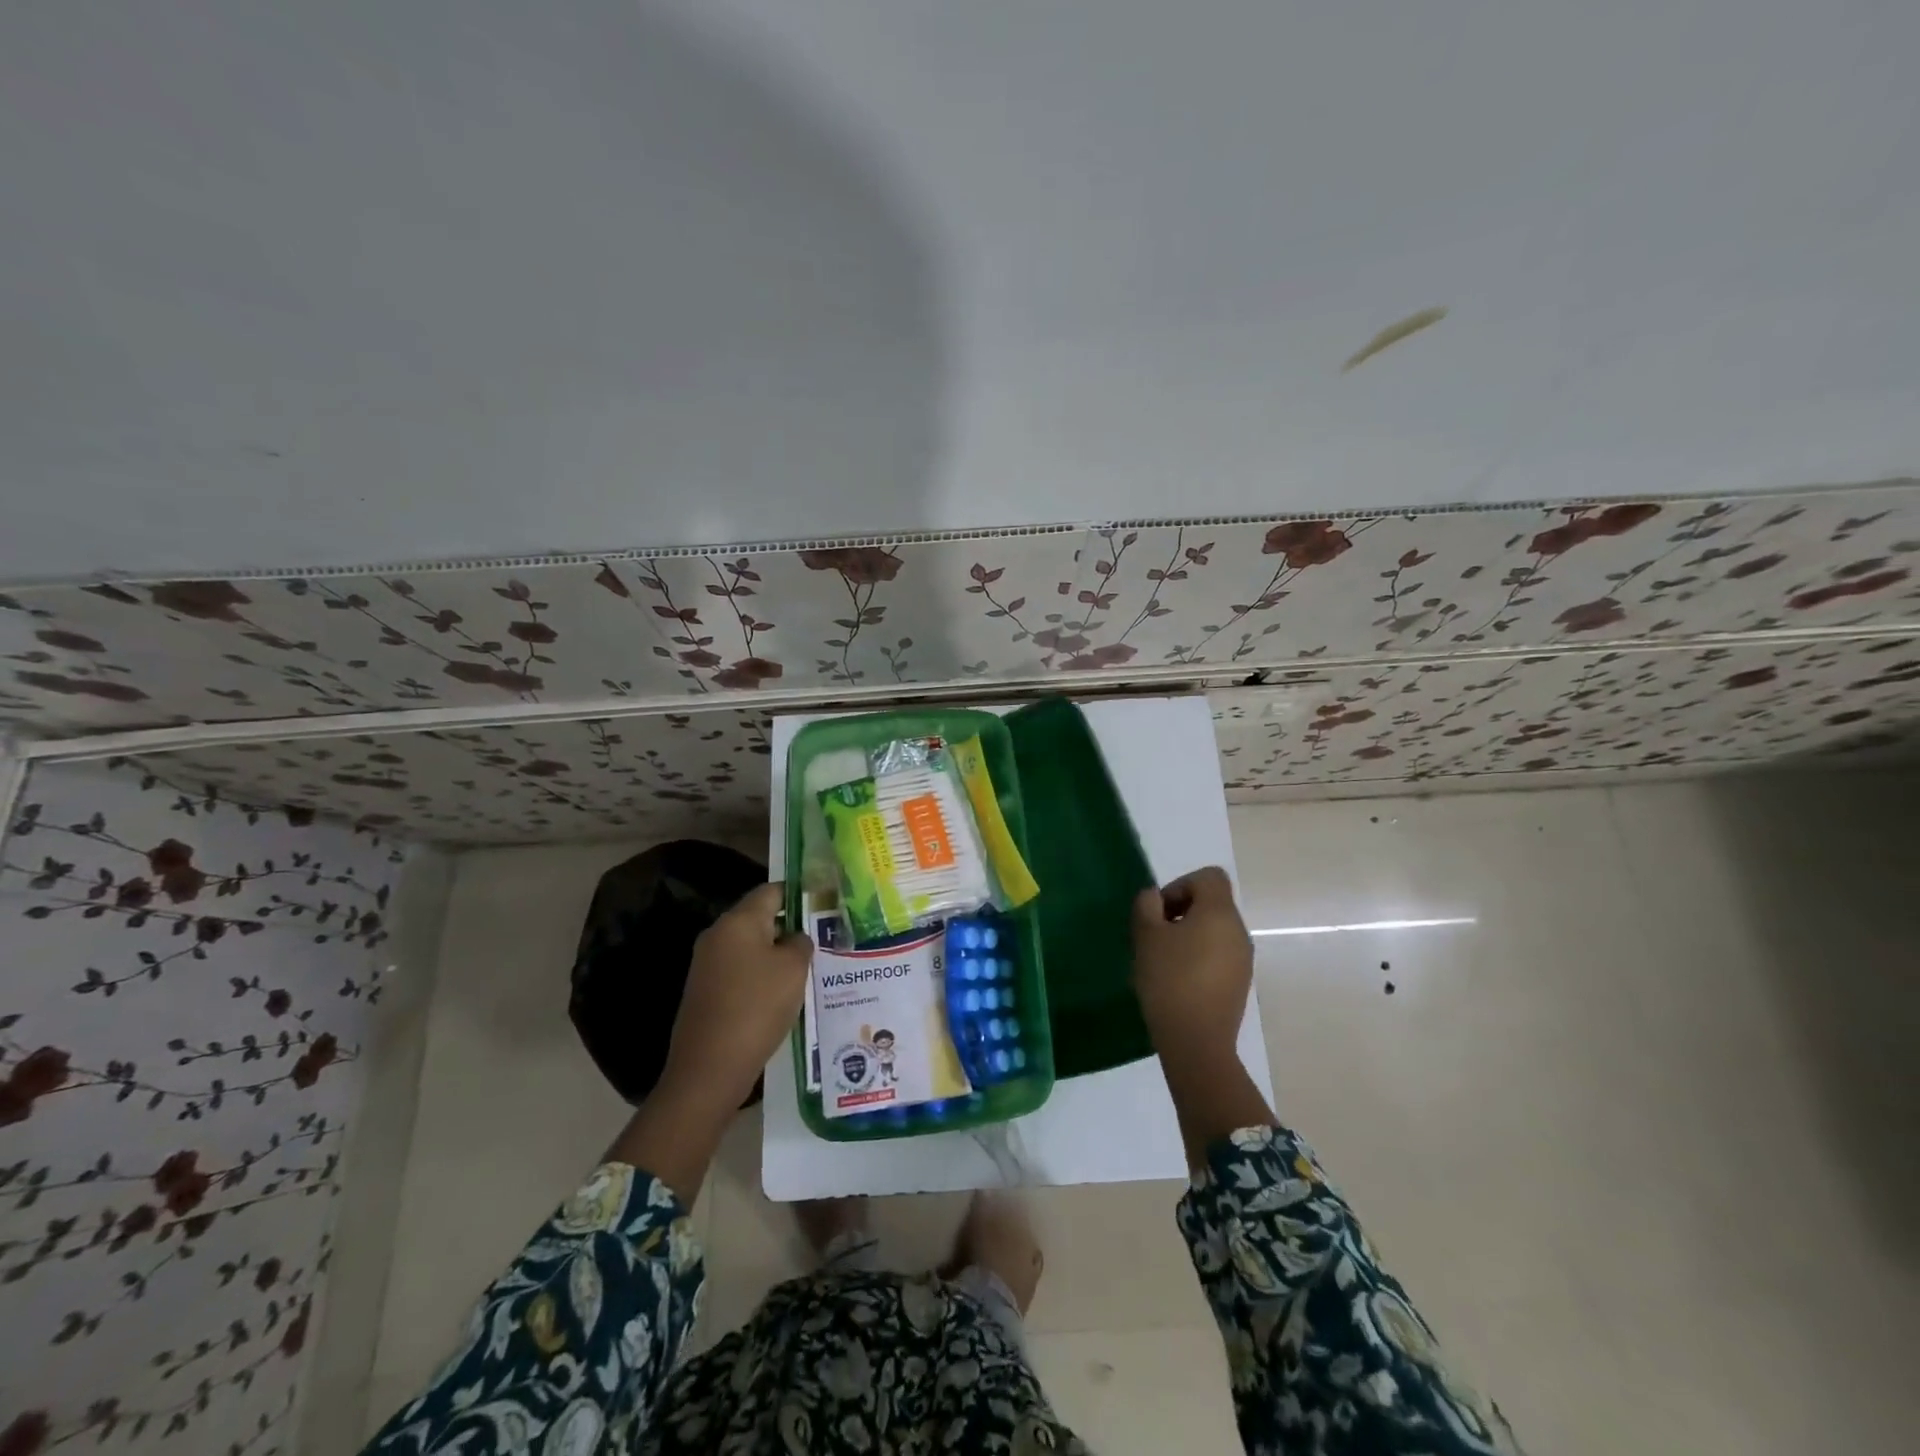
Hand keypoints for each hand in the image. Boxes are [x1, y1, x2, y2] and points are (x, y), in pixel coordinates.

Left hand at [659, 882, 811, 1113]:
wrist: (709, 1069)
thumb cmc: (757, 1007)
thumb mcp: (794, 970)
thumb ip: (801, 943)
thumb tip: (795, 939)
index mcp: (738, 921)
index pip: (772, 891)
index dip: (799, 894)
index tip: (823, 905)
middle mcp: (717, 935)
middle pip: (760, 919)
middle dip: (790, 928)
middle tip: (822, 940)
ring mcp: (707, 965)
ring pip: (751, 948)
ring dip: (777, 956)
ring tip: (808, 970)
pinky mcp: (705, 992)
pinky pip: (740, 972)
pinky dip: (761, 978)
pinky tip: (783, 997)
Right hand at [1131, 866, 1253, 1077]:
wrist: (1196, 1043)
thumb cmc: (1169, 980)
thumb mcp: (1146, 936)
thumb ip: (1147, 906)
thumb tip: (1155, 897)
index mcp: (1220, 913)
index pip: (1209, 876)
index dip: (1181, 884)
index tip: (1160, 911)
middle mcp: (1239, 931)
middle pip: (1213, 902)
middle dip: (1182, 911)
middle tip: (1155, 935)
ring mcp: (1243, 959)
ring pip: (1215, 930)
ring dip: (1189, 935)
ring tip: (1164, 959)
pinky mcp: (1240, 983)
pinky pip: (1219, 955)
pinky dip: (1200, 957)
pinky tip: (1178, 980)